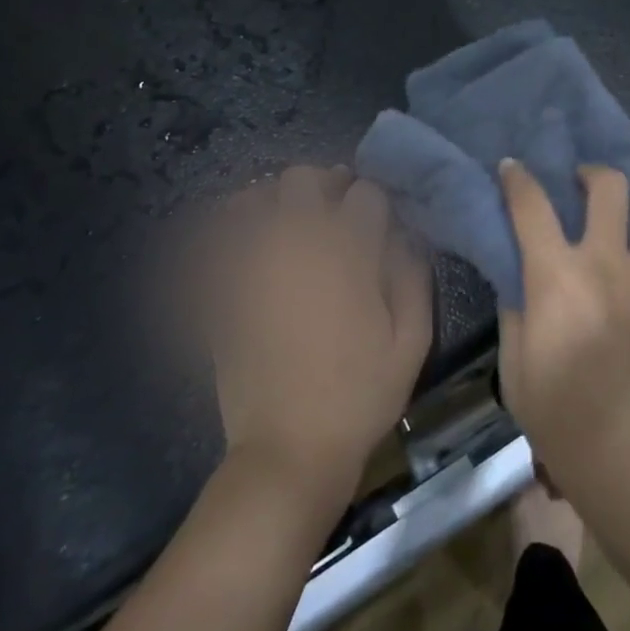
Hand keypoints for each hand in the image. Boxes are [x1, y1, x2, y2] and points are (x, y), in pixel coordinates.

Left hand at [196, 166, 430, 504]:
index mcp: (348, 253)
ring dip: (277, 201)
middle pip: (304, 179)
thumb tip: (403, 233)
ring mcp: (252, 265)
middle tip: (336, 214)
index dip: (376, 202)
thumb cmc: (361, 395)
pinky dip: (233, 229)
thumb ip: (412, 274)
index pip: (365, 192)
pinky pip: (217, 239)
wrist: (289, 450)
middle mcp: (296, 245)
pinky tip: (252, 244)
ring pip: (254, 197)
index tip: (379, 221)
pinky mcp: (222, 290)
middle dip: (326, 186)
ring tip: (292, 224)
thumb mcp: (413, 339)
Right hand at [496, 161, 629, 497]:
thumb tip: (519, 281)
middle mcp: (607, 261)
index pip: (531, 206)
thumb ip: (515, 313)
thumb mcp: (515, 368)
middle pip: (609, 186)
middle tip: (586, 187)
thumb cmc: (561, 418)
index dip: (518, 179)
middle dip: (595, 175)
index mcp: (557, 274)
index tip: (513, 168)